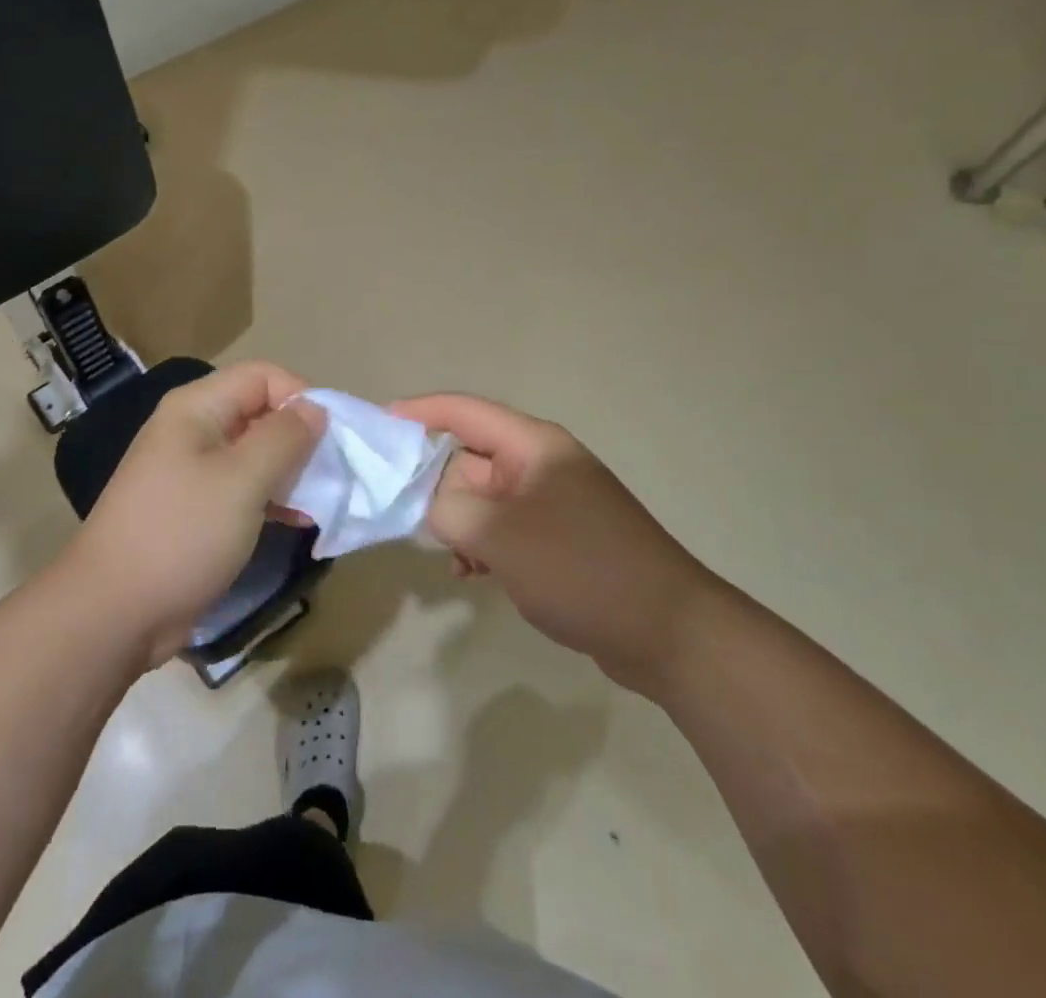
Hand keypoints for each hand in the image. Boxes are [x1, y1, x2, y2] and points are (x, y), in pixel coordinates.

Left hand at [68, 362, 324, 667]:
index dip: (300, 397)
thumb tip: (315, 408)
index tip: (331, 438)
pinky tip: (296, 521)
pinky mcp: (194, 509)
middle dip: (299, 437)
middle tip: (331, 472)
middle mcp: (192, 430)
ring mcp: (190, 471)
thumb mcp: (242, 481)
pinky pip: (242, 487)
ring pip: (254, 453)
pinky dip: (271, 497)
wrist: (113, 613)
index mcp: (196, 408)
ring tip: (319, 501)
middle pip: (259, 412)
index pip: (262, 376)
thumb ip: (284, 438)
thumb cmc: (181, 534)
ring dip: (290, 471)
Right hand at [392, 393, 718, 694]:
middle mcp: (540, 464)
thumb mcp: (502, 537)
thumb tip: (428, 503)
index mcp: (533, 446)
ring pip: (482, 497)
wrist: (668, 633)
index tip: (377, 426)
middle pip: (469, 456)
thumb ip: (450, 510)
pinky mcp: (557, 537)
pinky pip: (503, 528)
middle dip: (433, 482)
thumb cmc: (582, 569)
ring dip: (457, 521)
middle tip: (397, 510)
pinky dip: (481, 544)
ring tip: (448, 556)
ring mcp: (551, 502)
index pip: (463, 411)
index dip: (418, 413)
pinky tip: (471, 575)